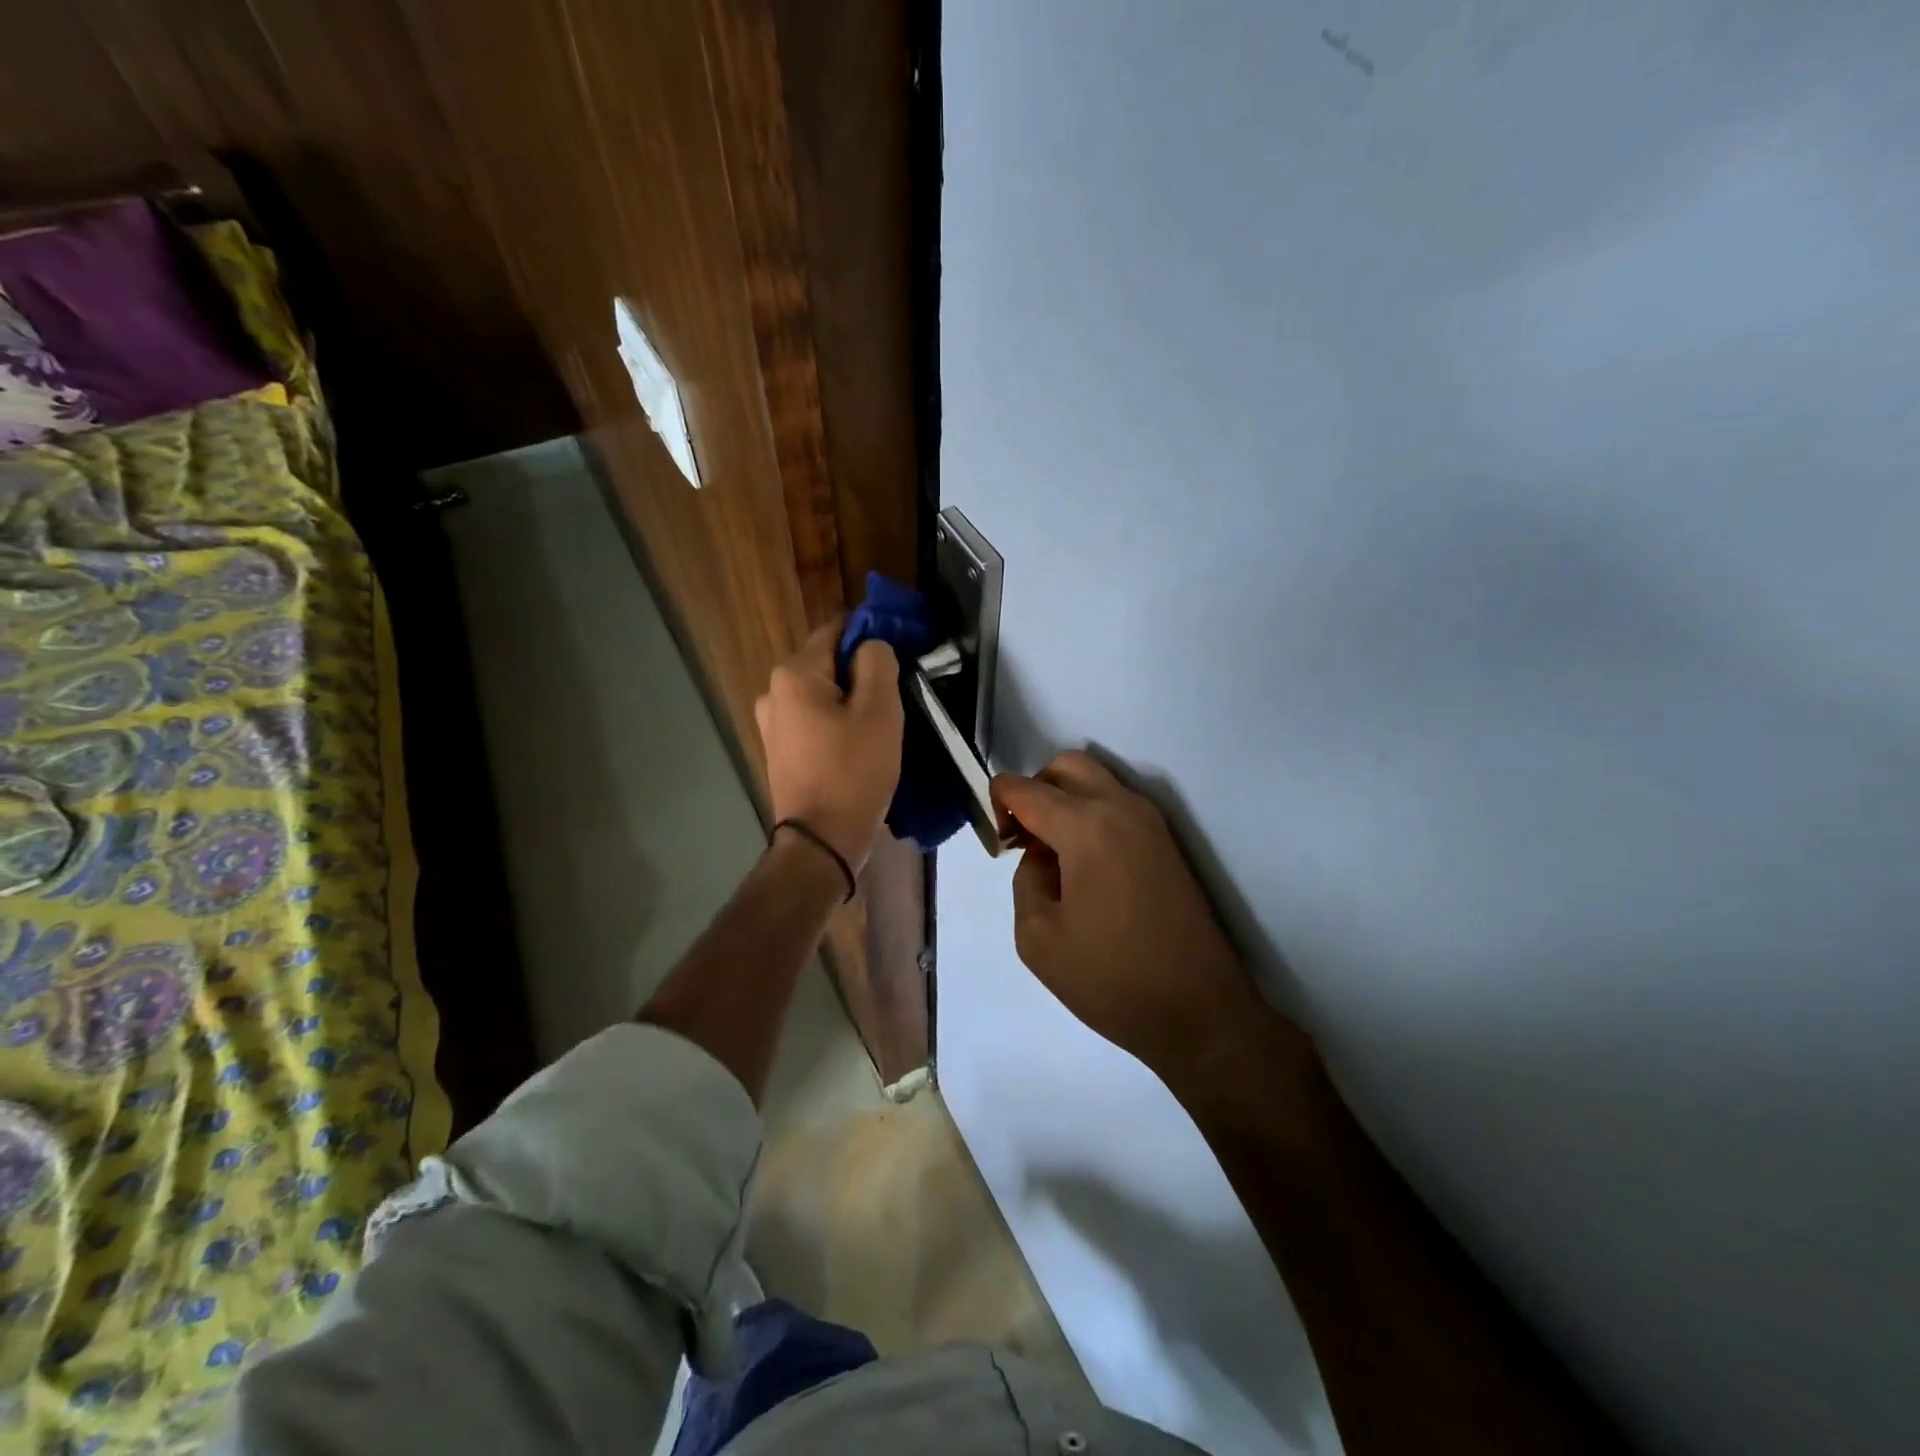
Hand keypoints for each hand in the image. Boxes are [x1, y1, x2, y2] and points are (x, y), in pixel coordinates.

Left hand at [755, 621, 902, 871]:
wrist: (821, 841)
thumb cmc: (853, 771)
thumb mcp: (879, 711)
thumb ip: (878, 663)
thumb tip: (872, 646)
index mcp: (794, 674)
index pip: (836, 630)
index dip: (869, 634)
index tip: (899, 653)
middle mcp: (773, 692)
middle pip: (827, 664)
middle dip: (861, 673)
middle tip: (896, 695)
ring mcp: (772, 725)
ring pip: (822, 695)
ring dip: (851, 701)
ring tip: (882, 724)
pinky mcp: (780, 752)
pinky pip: (814, 722)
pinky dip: (836, 724)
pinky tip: (858, 746)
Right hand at [993, 751, 1294, 1087]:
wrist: (1199, 1011)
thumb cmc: (1111, 979)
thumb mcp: (1037, 938)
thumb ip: (1026, 879)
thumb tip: (1042, 856)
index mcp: (1085, 827)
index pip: (1025, 788)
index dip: (998, 802)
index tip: (997, 839)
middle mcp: (1120, 808)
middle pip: (1065, 766)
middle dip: (1035, 789)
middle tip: (1025, 838)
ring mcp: (1150, 822)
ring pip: (1096, 780)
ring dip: (1066, 800)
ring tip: (1054, 855)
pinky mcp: (1167, 842)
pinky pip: (1118, 805)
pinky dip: (1091, 815)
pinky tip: (1085, 866)